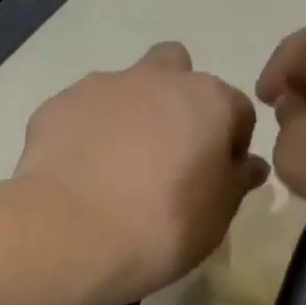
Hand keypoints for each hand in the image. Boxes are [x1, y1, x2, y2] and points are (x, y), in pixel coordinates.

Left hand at [16, 43, 268, 301]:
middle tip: (169, 153)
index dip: (232, 145)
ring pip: (125, 87)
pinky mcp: (57, 105)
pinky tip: (81, 173)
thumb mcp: (218, 215)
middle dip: (178, 101)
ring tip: (116, 168)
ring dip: (130, 115)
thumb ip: (237, 181)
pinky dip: (87, 133)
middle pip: (177, 70)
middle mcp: (157, 79)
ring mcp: (102, 86)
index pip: (238, 111)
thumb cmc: (164, 225)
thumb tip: (248, 165)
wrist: (73, 234)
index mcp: (208, 100)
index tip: (218, 179)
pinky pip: (83, 112)